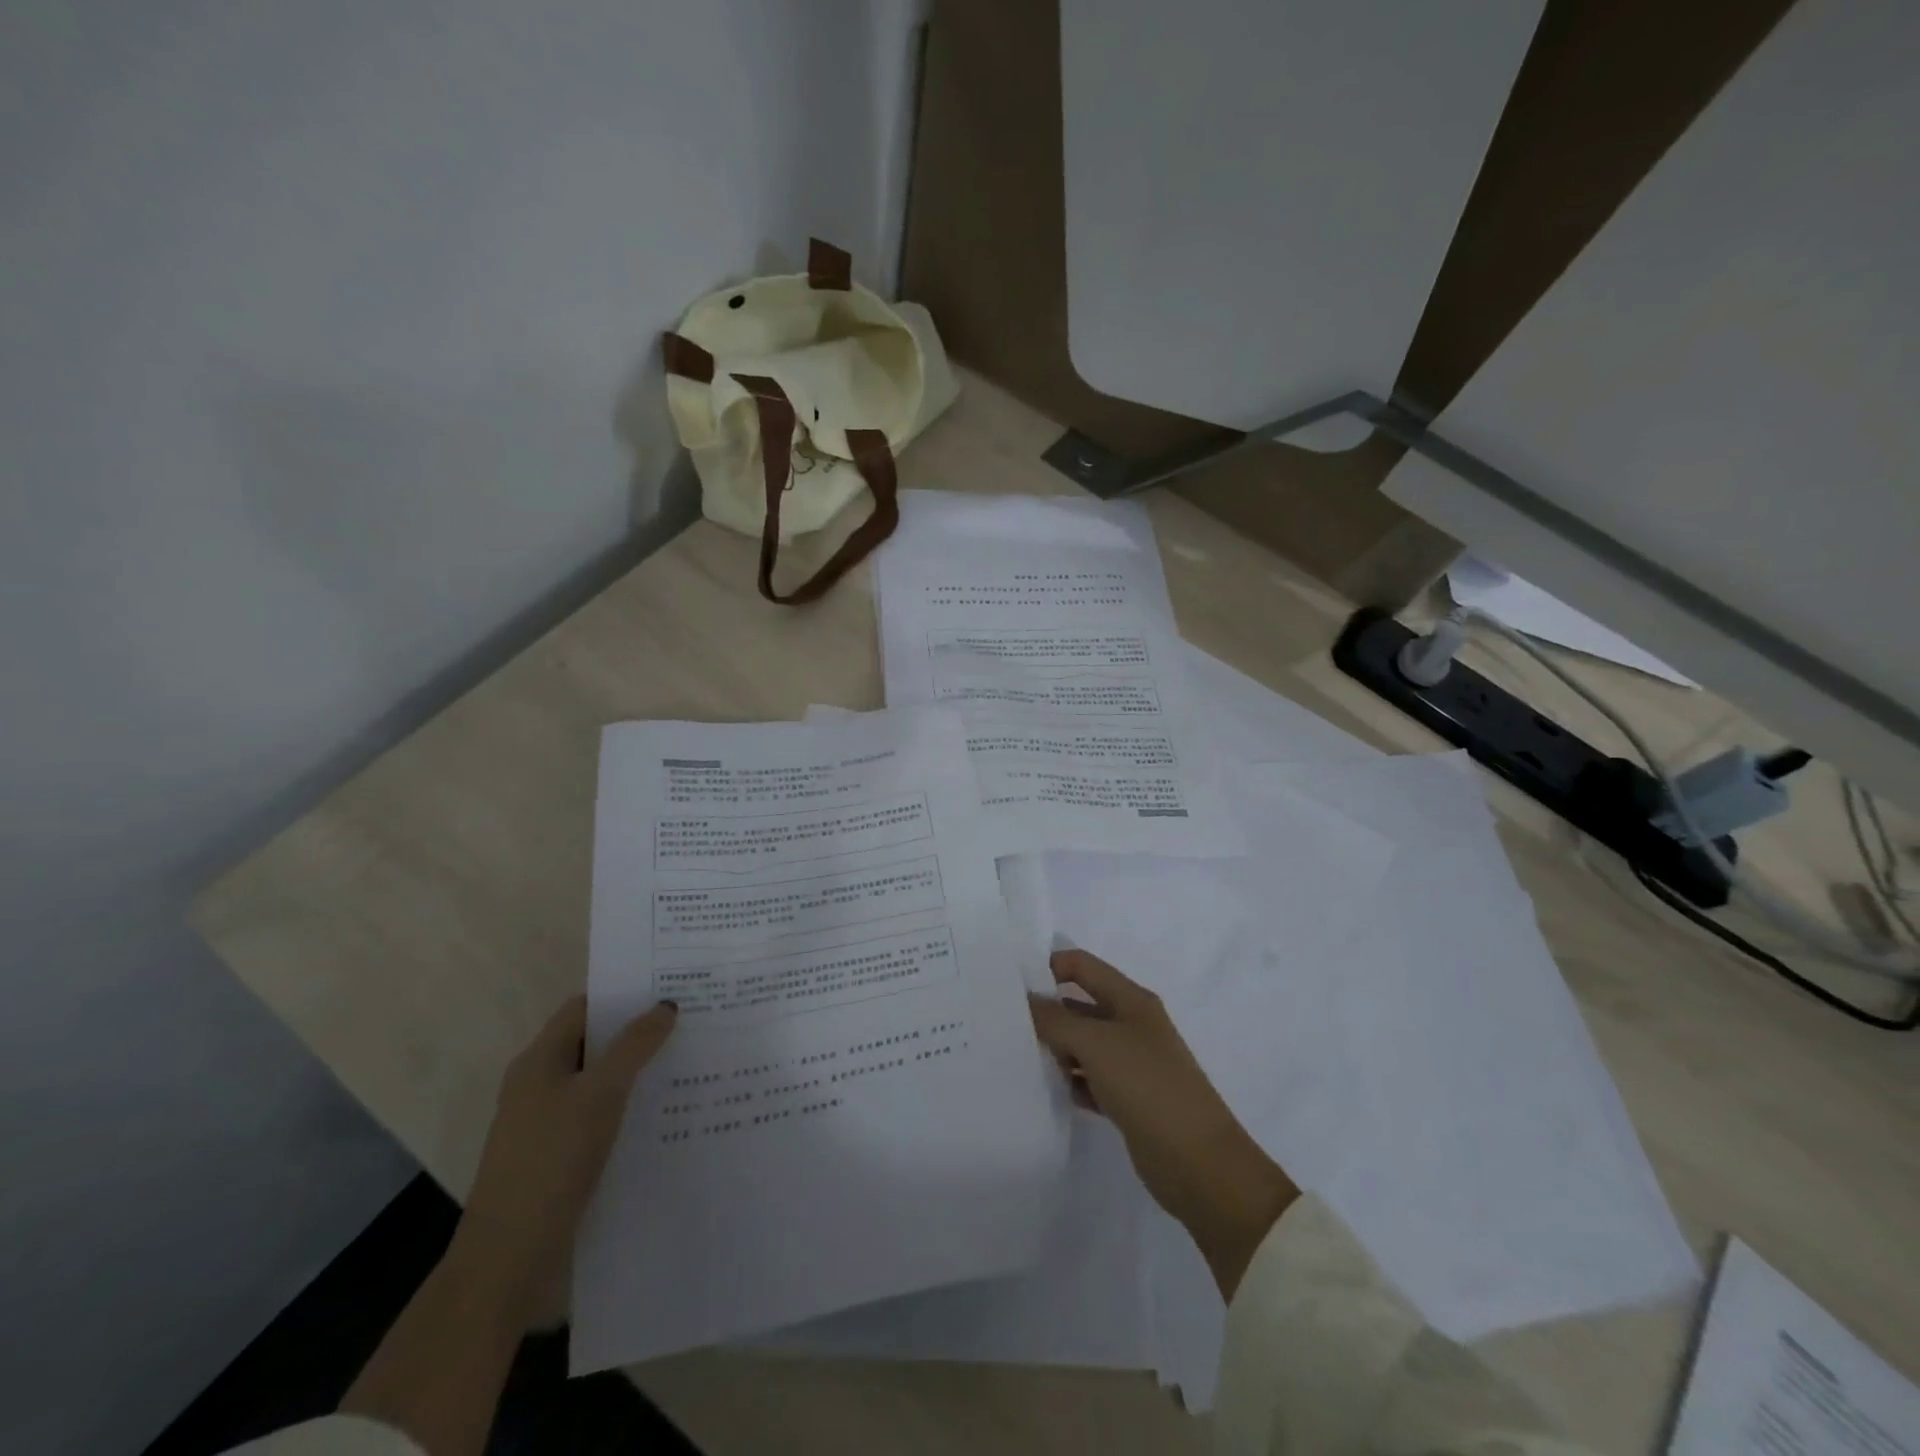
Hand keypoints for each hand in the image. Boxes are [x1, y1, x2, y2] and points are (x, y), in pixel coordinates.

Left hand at [451, 995, 678, 1326]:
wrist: (509, 1256)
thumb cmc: (553, 1159)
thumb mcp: (601, 1093)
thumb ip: (635, 1046)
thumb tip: (665, 1005)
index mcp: (539, 1060)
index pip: (584, 1008)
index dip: (623, 996)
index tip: (669, 991)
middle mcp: (538, 1084)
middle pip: (592, 1043)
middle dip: (636, 1033)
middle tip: (688, 1024)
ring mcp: (544, 1123)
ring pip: (597, 1081)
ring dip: (634, 1072)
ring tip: (685, 1064)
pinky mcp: (555, 1157)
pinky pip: (596, 1115)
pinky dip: (625, 1107)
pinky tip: (660, 1114)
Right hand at [1029, 950, 1297, 1298]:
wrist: (1199, 1164)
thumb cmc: (1148, 1086)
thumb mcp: (1096, 1044)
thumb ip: (1056, 1019)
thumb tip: (1026, 1001)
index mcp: (1131, 999)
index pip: (1082, 966)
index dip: (1049, 967)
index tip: (1010, 985)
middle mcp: (1131, 1025)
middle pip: (1080, 1005)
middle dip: (1046, 1011)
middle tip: (1004, 1024)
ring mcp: (1131, 1063)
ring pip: (1083, 1045)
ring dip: (1056, 1050)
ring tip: (1018, 1058)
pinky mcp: (1128, 1099)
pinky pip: (1090, 1079)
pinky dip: (1071, 1082)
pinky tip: (1048, 1091)